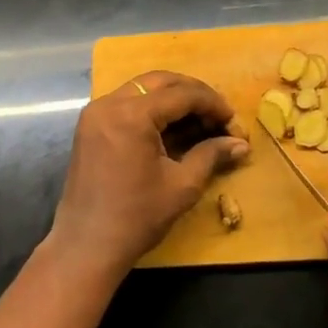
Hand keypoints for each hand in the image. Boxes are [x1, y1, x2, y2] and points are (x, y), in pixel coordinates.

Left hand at [47, 73, 249, 283]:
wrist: (86, 246)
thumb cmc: (136, 217)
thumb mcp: (182, 185)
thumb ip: (211, 155)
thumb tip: (241, 144)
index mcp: (131, 115)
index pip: (182, 94)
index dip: (212, 104)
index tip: (233, 121)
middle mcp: (110, 103)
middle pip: (161, 81)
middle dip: (194, 94)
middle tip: (218, 117)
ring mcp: (96, 112)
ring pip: (143, 89)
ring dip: (173, 99)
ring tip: (199, 123)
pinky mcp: (91, 125)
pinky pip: (127, 103)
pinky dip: (152, 109)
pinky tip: (173, 129)